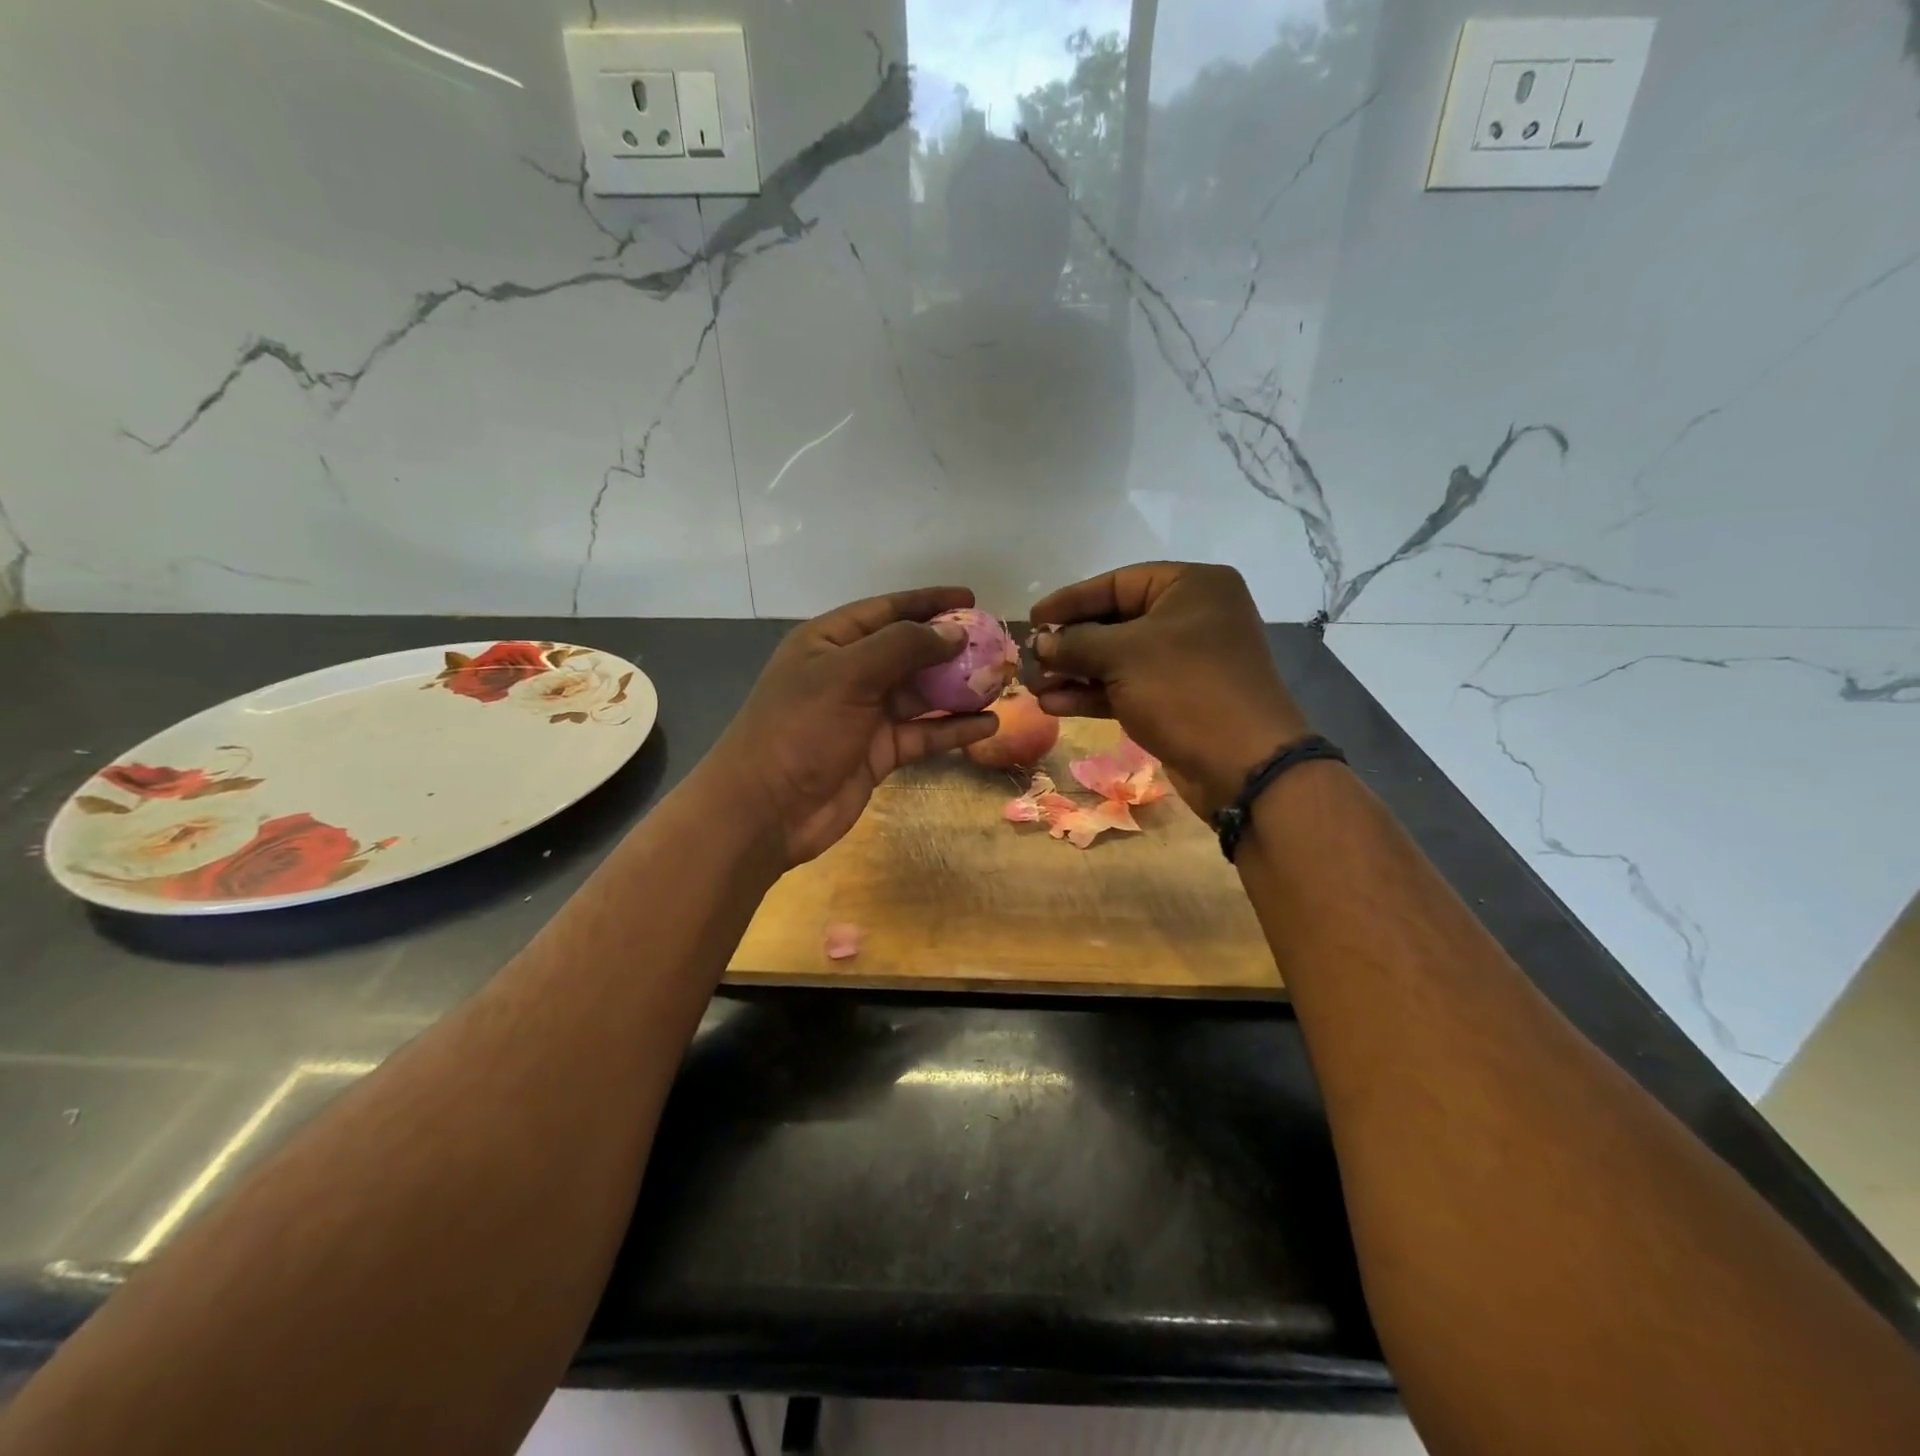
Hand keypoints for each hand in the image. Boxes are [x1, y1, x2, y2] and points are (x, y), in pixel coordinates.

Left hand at [703, 587, 996, 866]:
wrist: (766, 810)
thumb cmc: (800, 728)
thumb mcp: (847, 675)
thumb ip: (902, 647)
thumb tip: (954, 632)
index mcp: (830, 642)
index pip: (886, 610)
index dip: (929, 602)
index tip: (971, 600)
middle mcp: (850, 673)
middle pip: (909, 652)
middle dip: (951, 649)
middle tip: (997, 646)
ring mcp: (865, 715)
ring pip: (921, 695)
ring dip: (958, 690)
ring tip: (1002, 684)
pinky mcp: (879, 752)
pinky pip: (923, 733)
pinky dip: (953, 729)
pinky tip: (988, 724)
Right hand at [1028, 562, 1311, 818]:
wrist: (1243, 765)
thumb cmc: (1185, 689)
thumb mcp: (1124, 655)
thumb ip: (1076, 642)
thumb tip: (1041, 642)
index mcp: (1192, 587)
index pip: (1117, 583)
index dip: (1070, 600)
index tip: (1033, 619)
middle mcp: (1191, 617)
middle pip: (1115, 622)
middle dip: (1069, 643)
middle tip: (1030, 659)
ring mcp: (1185, 662)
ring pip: (1117, 659)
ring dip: (1074, 673)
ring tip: (1034, 687)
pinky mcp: (1177, 700)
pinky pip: (1126, 687)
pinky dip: (1092, 695)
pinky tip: (1054, 705)